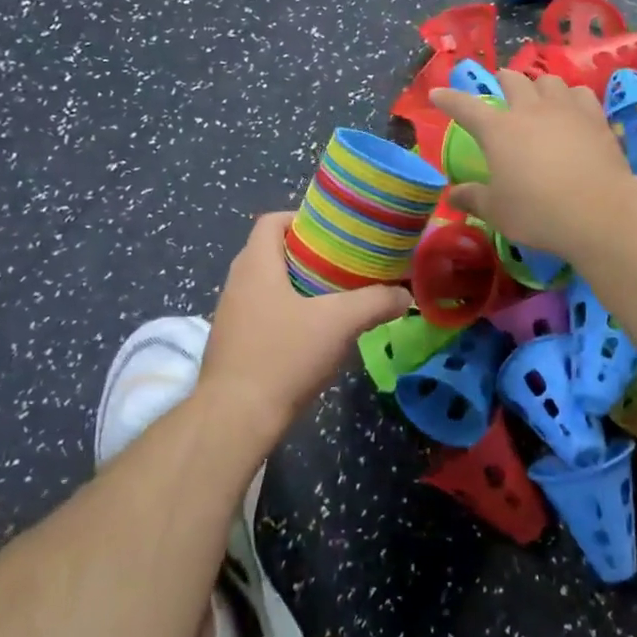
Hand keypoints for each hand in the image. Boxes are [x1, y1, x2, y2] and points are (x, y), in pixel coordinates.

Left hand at [196, 213, 411, 440]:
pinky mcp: (233, 345)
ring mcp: (231, 316)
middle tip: (345, 262)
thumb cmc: (283, 355)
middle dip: (309, 253)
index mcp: (255, 264)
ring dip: (299, 285)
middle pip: (272, 252)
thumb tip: (405, 294)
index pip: (271, 221)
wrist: (235, 419)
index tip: (335, 230)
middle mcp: (237, 283)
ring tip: (335, 295)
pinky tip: (314, 333)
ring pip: (268, 285)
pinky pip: (263, 314)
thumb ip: (376, 303)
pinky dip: (288, 313)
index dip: (302, 217)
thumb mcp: (339, 323)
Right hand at [429, 70, 634, 254]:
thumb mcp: (498, 211)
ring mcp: (566, 110)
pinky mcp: (596, 118)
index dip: (449, 99)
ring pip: (549, 81)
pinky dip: (571, 97)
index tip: (437, 94)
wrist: (600, 211)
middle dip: (502, 79)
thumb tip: (452, 195)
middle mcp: (530, 110)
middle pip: (513, 80)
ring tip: (539, 95)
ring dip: (539, 85)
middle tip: (500, 84)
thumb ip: (473, 199)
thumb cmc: (538, 212)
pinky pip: (580, 94)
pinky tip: (573, 108)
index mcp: (498, 130)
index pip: (465, 107)